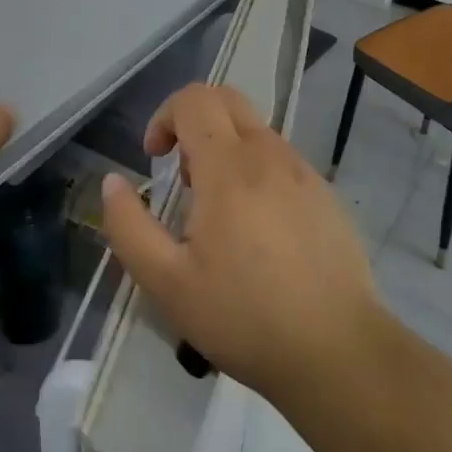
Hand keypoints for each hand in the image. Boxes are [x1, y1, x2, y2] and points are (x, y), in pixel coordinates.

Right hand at [100, 83, 383, 405]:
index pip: (194, 99)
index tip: (155, 159)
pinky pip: (282, 161)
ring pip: (256, 131)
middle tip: (184, 177)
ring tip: (218, 212)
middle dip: (194, 121)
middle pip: (227, 99)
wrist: (338, 352)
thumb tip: (113, 182)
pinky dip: (257, 172)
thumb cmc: (244, 316)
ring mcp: (304, 172)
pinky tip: (258, 231)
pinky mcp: (327, 194)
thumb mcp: (166, 282)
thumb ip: (129, 226)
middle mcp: (269, 154)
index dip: (164, 116)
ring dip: (226, 149)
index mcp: (228, 167)